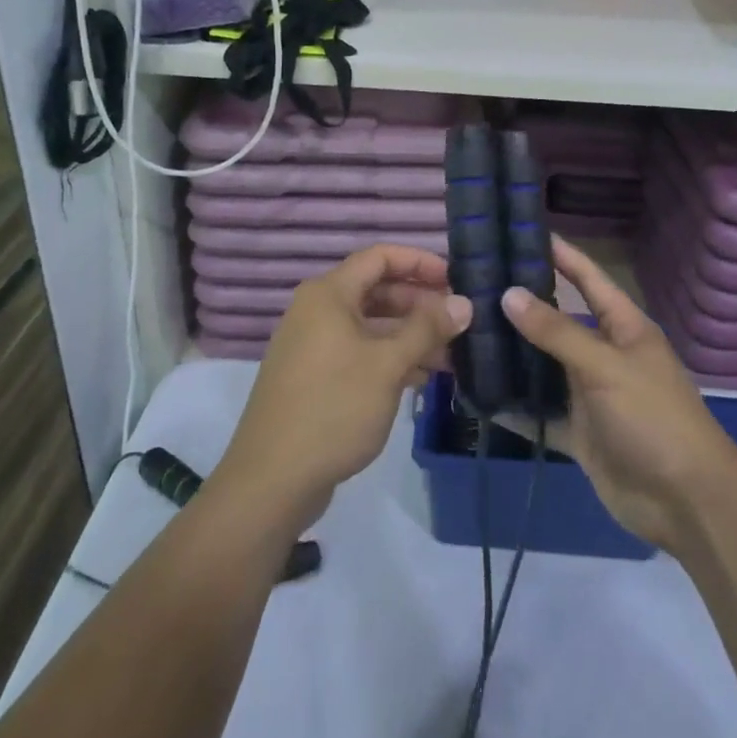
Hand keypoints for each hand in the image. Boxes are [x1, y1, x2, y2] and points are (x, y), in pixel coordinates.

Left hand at [212, 245, 470, 537]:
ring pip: (370, 326)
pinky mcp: (314, 377)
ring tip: (450, 357)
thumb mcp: (388, 365)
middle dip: (419, 304)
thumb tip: (464, 303)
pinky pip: (358, 353)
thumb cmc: (333, 408)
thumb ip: (427, 329)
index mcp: (328, 294)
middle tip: (458, 322)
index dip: (419, 262)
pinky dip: (389, 359)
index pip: (380, 257)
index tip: (455, 280)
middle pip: (376, 290)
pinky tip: (421, 379)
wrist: (272, 480)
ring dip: (409, 336)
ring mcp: (313, 345)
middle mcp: (317, 311)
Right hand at [501, 237, 736, 552]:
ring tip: (466, 333)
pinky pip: (540, 412)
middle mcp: (605, 354)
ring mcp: (590, 395)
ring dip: (513, 355)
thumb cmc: (653, 419)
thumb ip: (557, 332)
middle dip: (522, 306)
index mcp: (624, 328)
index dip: (561, 255)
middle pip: (559, 321)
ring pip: (544, 366)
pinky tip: (478, 393)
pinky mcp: (578, 431)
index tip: (521, 233)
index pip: (589, 278)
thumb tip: (509, 294)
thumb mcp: (606, 367)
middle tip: (472, 287)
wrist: (686, 504)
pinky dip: (514, 405)